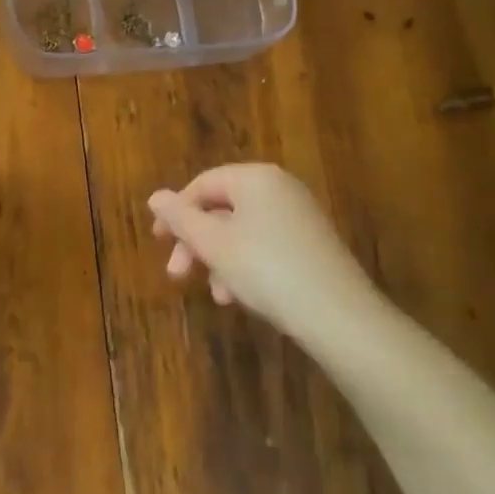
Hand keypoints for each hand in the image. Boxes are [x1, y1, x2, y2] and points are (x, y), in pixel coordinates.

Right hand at [149, 164, 378, 337]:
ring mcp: (299, 215)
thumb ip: (180, 218)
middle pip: (222, 208)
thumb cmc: (266, 269)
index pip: (202, 184)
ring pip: (242, 232)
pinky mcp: (312, 244)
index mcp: (255, 177)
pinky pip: (265, 246)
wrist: (339, 316)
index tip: (158, 242)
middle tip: (177, 274)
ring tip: (217, 295)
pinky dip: (246, 266)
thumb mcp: (214, 244)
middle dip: (196, 243)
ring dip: (219, 261)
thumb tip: (155, 196)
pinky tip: (241, 297)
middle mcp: (279, 188)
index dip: (175, 212)